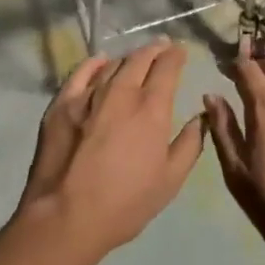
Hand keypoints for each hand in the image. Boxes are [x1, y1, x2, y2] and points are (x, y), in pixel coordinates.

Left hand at [15, 41, 203, 264]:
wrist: (65, 217)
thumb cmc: (124, 203)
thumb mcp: (170, 181)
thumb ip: (189, 144)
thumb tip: (201, 117)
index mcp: (151, 108)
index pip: (167, 67)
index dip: (176, 55)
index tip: (181, 51)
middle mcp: (121, 91)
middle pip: (140, 58)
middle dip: (155, 49)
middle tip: (162, 47)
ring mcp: (89, 94)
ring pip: (113, 63)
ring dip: (129, 57)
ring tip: (135, 59)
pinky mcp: (62, 103)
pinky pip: (81, 72)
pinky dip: (94, 63)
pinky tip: (100, 61)